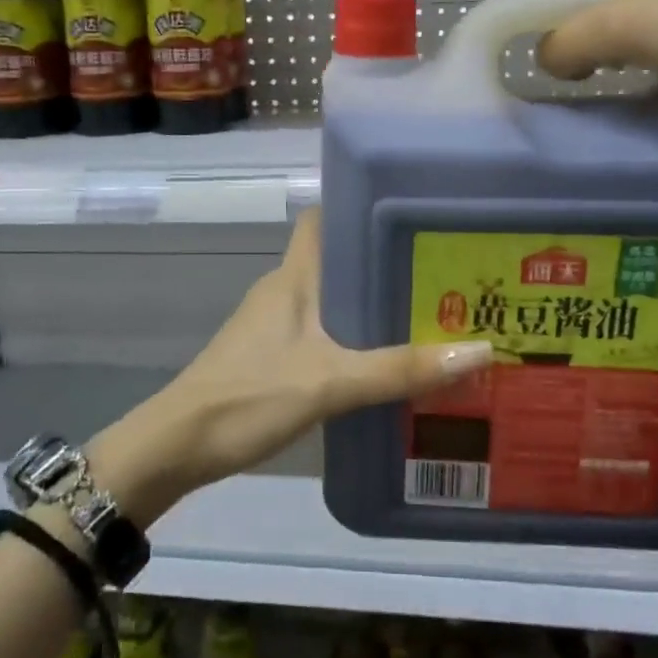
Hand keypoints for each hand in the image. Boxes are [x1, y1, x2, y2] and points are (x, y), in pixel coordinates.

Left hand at [87, 210, 490, 520]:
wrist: (178, 446)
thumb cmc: (249, 397)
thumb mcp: (331, 382)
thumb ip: (399, 368)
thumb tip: (480, 349)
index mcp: (292, 278)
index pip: (320, 220)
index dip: (358, 210)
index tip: (410, 219)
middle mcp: (282, 292)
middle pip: (336, 262)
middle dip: (383, 267)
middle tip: (441, 278)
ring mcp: (273, 326)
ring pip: (330, 302)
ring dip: (370, 308)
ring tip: (426, 319)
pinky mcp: (270, 358)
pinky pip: (320, 335)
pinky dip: (352, 342)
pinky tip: (383, 365)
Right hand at [537, 0, 657, 121]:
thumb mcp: (626, 29)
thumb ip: (565, 41)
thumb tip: (544, 59)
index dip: (568, 15)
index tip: (587, 55)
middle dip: (599, 30)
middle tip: (623, 60)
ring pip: (628, 8)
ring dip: (626, 43)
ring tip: (650, 64)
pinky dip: (654, 45)